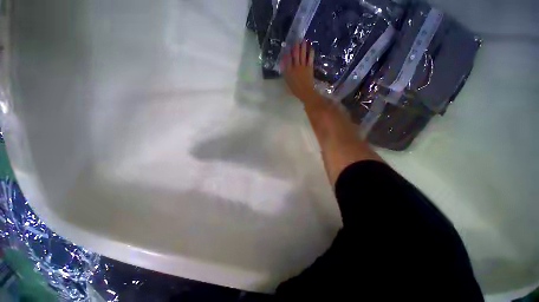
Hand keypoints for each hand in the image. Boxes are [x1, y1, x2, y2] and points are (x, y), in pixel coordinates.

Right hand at [282, 41, 316, 102]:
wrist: (305, 92)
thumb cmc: (295, 89)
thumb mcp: (288, 82)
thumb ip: (286, 73)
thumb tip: (284, 64)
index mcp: (289, 71)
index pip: (287, 59)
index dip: (287, 52)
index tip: (287, 46)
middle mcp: (295, 67)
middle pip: (295, 54)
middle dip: (295, 46)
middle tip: (296, 39)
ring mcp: (303, 66)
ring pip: (302, 54)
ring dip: (303, 46)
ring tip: (304, 40)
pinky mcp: (309, 67)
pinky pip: (310, 58)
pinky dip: (310, 52)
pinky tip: (311, 47)